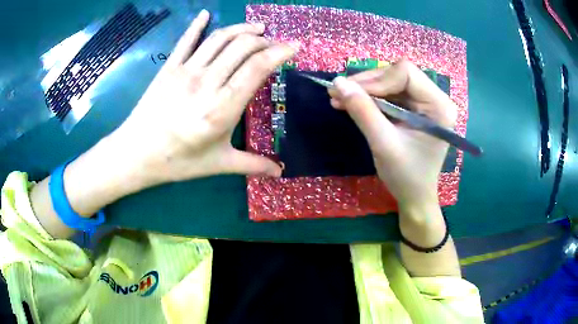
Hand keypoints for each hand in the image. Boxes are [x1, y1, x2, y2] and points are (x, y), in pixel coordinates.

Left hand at [118, 10, 296, 182]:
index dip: (279, 52)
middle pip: (242, 46)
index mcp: (222, 108)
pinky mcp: (169, 67)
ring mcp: (186, 71)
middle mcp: (207, 83)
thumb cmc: (178, 161)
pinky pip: (186, 40)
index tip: (294, 46)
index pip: (258, 68)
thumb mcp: (218, 164)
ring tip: (256, 28)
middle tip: (274, 43)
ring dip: (241, 28)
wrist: (136, 153)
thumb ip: (252, 164)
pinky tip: (205, 13)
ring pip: (220, 38)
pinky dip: (197, 24)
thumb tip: (280, 173)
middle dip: (264, 40)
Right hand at [328, 60, 456, 211]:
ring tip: (339, 98)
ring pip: (391, 82)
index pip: (406, 73)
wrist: (415, 196)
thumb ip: (363, 111)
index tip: (351, 93)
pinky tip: (351, 103)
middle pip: (397, 74)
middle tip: (338, 93)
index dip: (377, 80)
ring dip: (365, 89)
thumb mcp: (383, 144)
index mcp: (439, 106)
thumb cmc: (405, 176)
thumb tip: (338, 83)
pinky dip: (370, 98)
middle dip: (367, 83)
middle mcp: (436, 98)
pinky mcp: (416, 108)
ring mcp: (426, 103)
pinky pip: (390, 93)